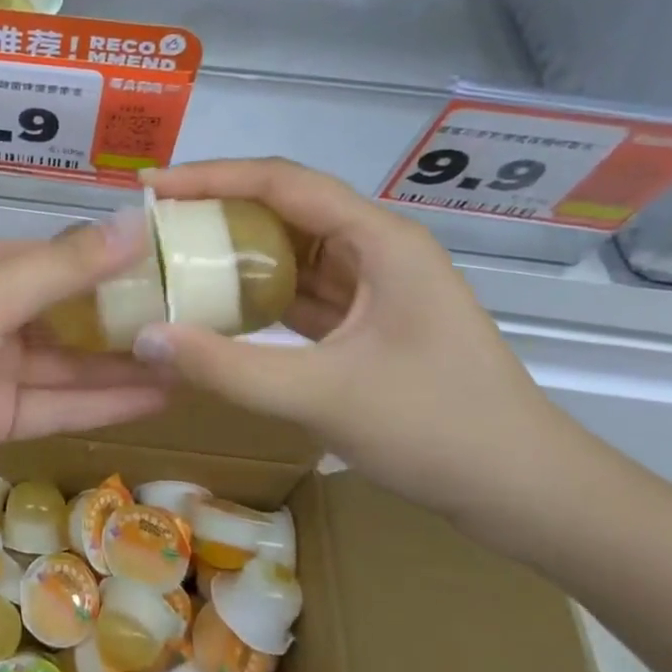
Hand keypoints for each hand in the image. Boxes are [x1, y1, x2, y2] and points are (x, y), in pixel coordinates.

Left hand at [0, 211, 172, 506]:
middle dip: (131, 316)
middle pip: (74, 313)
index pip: (66, 257)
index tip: (184, 262)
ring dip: (127, 363)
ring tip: (197, 360)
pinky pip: (59, 406)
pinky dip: (104, 403)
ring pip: (73, 363)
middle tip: (207, 320)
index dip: (121, 259)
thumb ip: (62, 269)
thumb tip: (136, 221)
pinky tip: (159, 397)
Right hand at [131, 159, 572, 524]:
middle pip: (284, 208)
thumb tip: (144, 337)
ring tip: (171, 256)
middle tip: (151, 225)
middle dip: (216, 209)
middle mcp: (377, 249)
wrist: (528, 494)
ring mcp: (374, 286)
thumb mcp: (323, 396)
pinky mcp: (367, 322)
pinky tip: (213, 304)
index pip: (281, 183)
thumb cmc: (439, 430)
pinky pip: (299, 290)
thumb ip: (227, 367)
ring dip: (233, 251)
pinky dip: (255, 292)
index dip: (211, 177)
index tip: (150, 187)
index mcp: (380, 241)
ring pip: (289, 250)